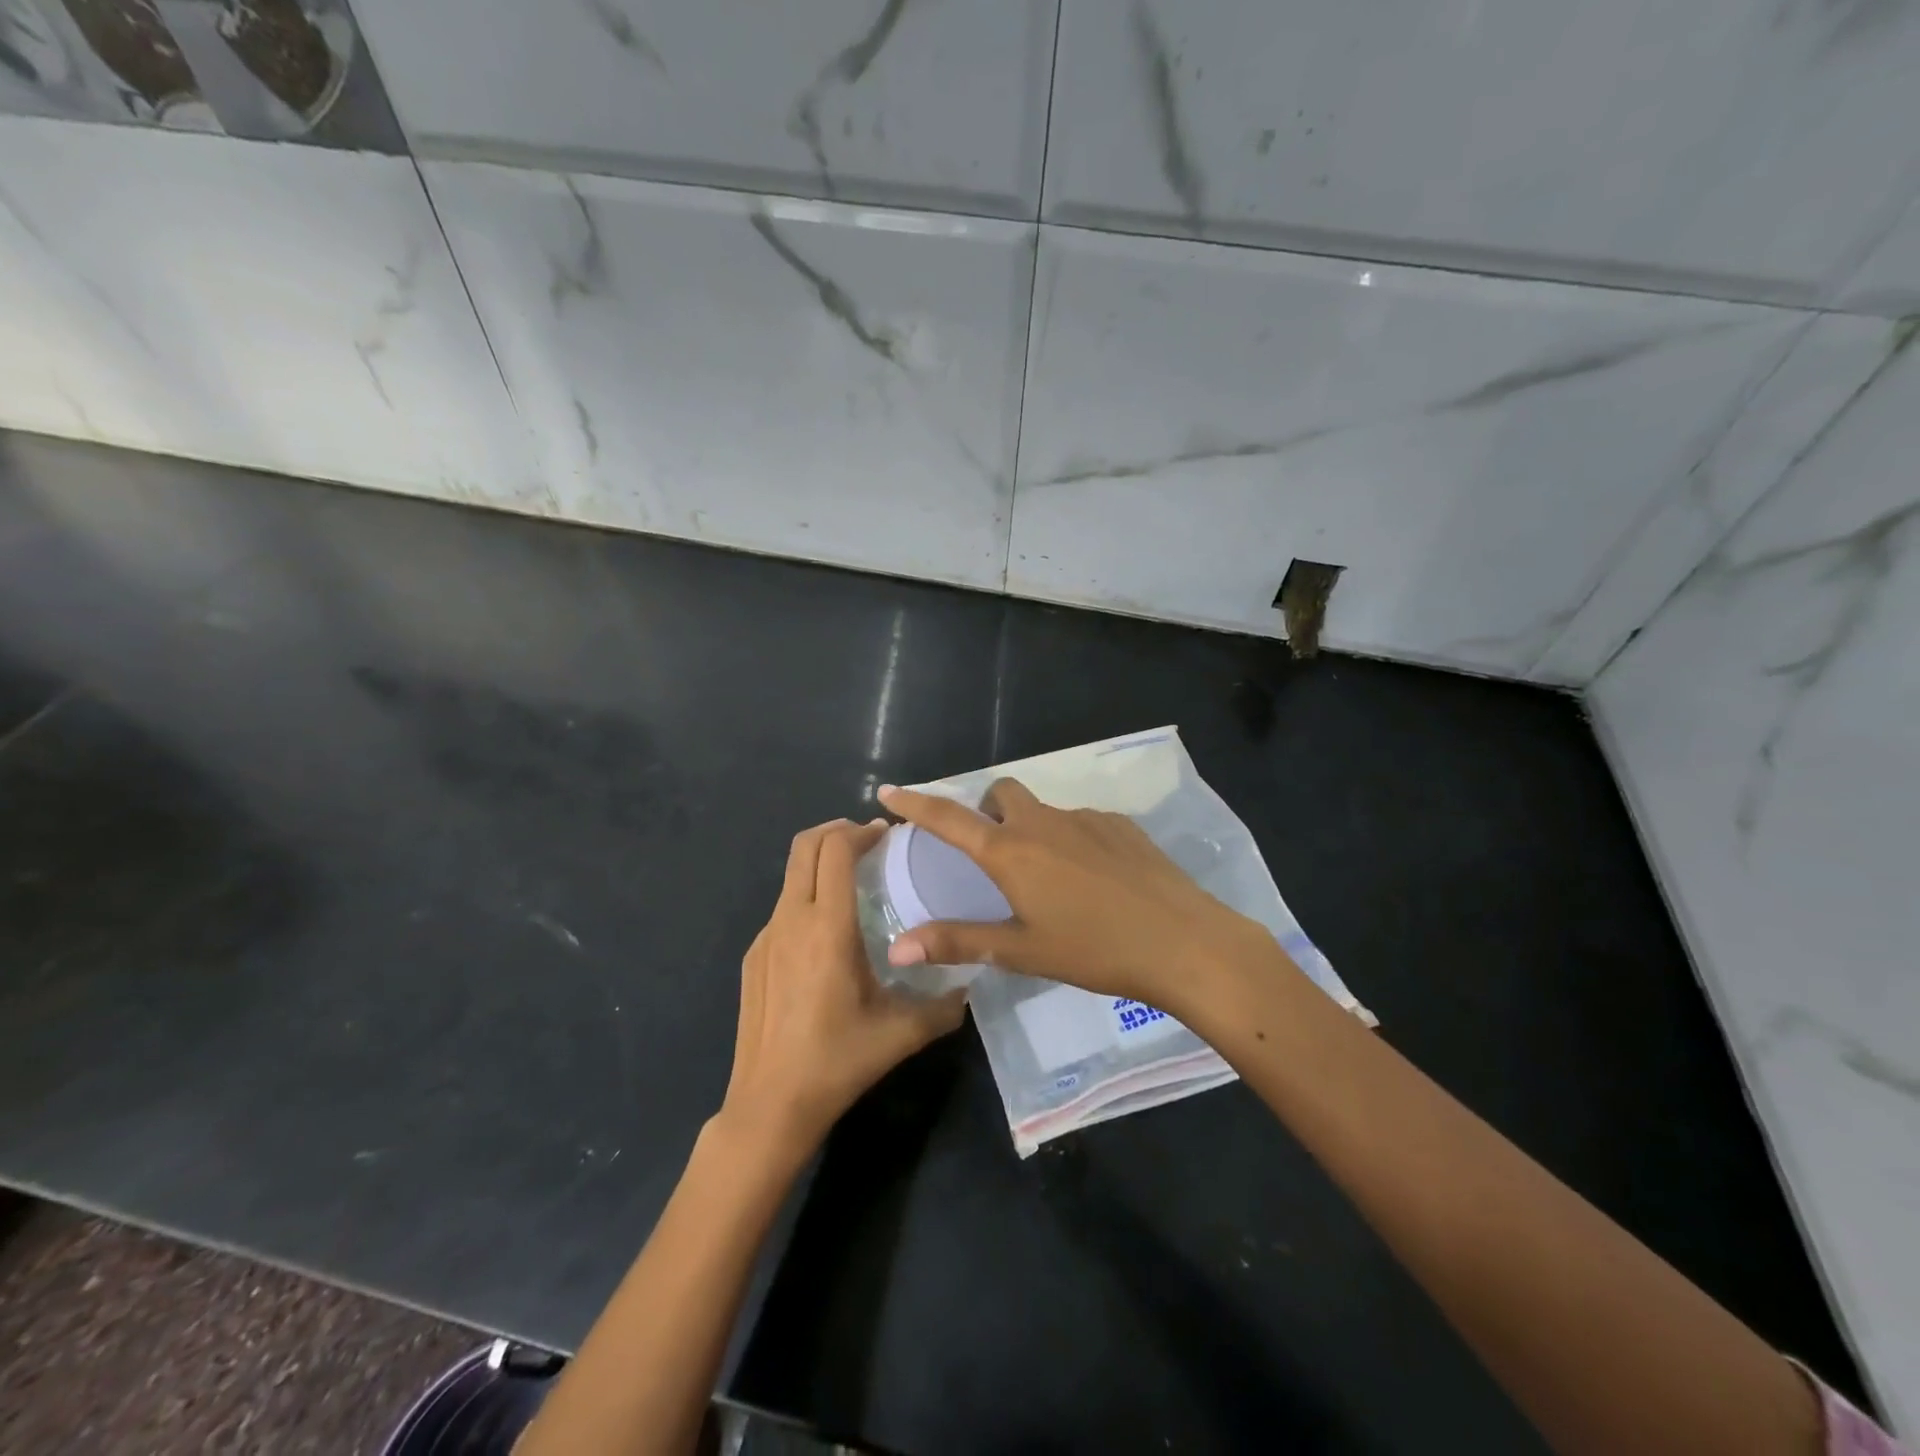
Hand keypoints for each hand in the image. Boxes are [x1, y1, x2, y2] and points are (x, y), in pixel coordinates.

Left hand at [721, 818, 966, 1158]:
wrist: (768, 1105)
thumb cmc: (837, 1061)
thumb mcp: (900, 1034)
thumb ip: (943, 1007)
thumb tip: (970, 988)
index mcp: (827, 927)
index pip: (835, 849)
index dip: (860, 832)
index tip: (886, 835)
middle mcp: (791, 919)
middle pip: (804, 845)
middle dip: (836, 831)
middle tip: (868, 842)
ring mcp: (765, 937)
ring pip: (791, 876)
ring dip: (820, 864)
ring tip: (854, 884)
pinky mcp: (754, 957)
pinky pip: (782, 909)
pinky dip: (806, 898)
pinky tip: (827, 936)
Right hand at [877, 780, 1278, 1009]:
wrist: (1183, 942)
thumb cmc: (1094, 950)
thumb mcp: (1021, 951)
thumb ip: (958, 942)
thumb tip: (898, 946)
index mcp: (1011, 852)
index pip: (949, 818)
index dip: (916, 803)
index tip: (889, 791)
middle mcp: (1043, 823)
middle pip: (1002, 795)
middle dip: (988, 812)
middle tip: (994, 853)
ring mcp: (1086, 819)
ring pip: (1044, 810)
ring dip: (1033, 830)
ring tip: (1052, 880)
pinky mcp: (1121, 825)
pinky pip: (1082, 822)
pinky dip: (1072, 840)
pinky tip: (1095, 880)